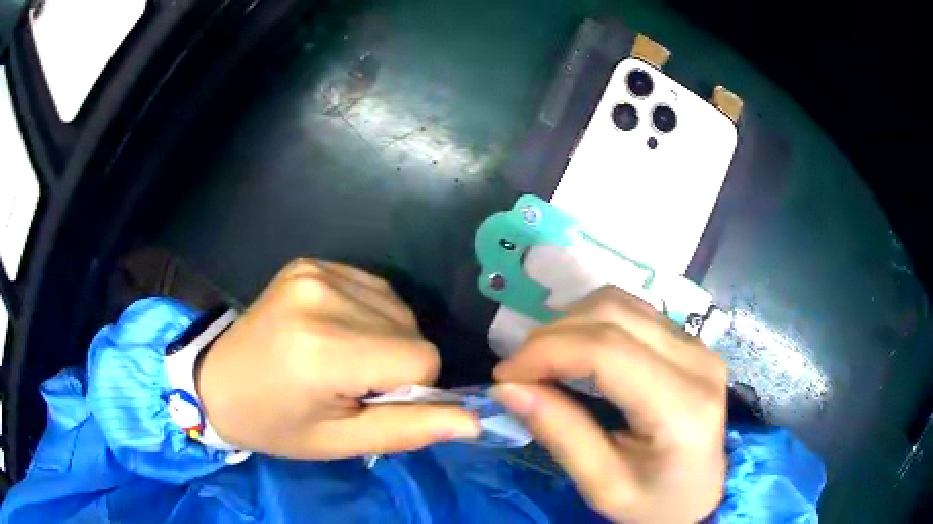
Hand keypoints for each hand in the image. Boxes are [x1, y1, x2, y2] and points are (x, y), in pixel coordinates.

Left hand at [197, 259, 480, 458]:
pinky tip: (336, 331)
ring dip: (384, 338)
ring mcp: (314, 271)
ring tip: (340, 359)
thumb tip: (473, 422)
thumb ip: (408, 430)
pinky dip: (369, 315)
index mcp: (323, 350)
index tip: (374, 401)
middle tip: (350, 384)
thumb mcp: (339, 442)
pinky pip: (374, 289)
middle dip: (396, 364)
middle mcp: (321, 297)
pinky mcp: (311, 263)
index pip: (420, 359)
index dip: (411, 388)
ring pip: (398, 308)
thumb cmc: (275, 423)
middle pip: (411, 329)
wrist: (217, 383)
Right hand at [492, 287, 727, 522]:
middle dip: (552, 335)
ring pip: (620, 303)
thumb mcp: (603, 487)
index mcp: (681, 407)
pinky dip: (592, 322)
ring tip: (545, 361)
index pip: (607, 351)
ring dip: (570, 323)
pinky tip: (577, 351)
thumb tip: (508, 389)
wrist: (701, 497)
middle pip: (612, 314)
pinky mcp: (690, 342)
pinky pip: (633, 311)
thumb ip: (560, 434)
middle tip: (520, 372)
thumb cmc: (654, 504)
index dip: (547, 352)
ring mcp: (698, 345)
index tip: (505, 377)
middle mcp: (697, 362)